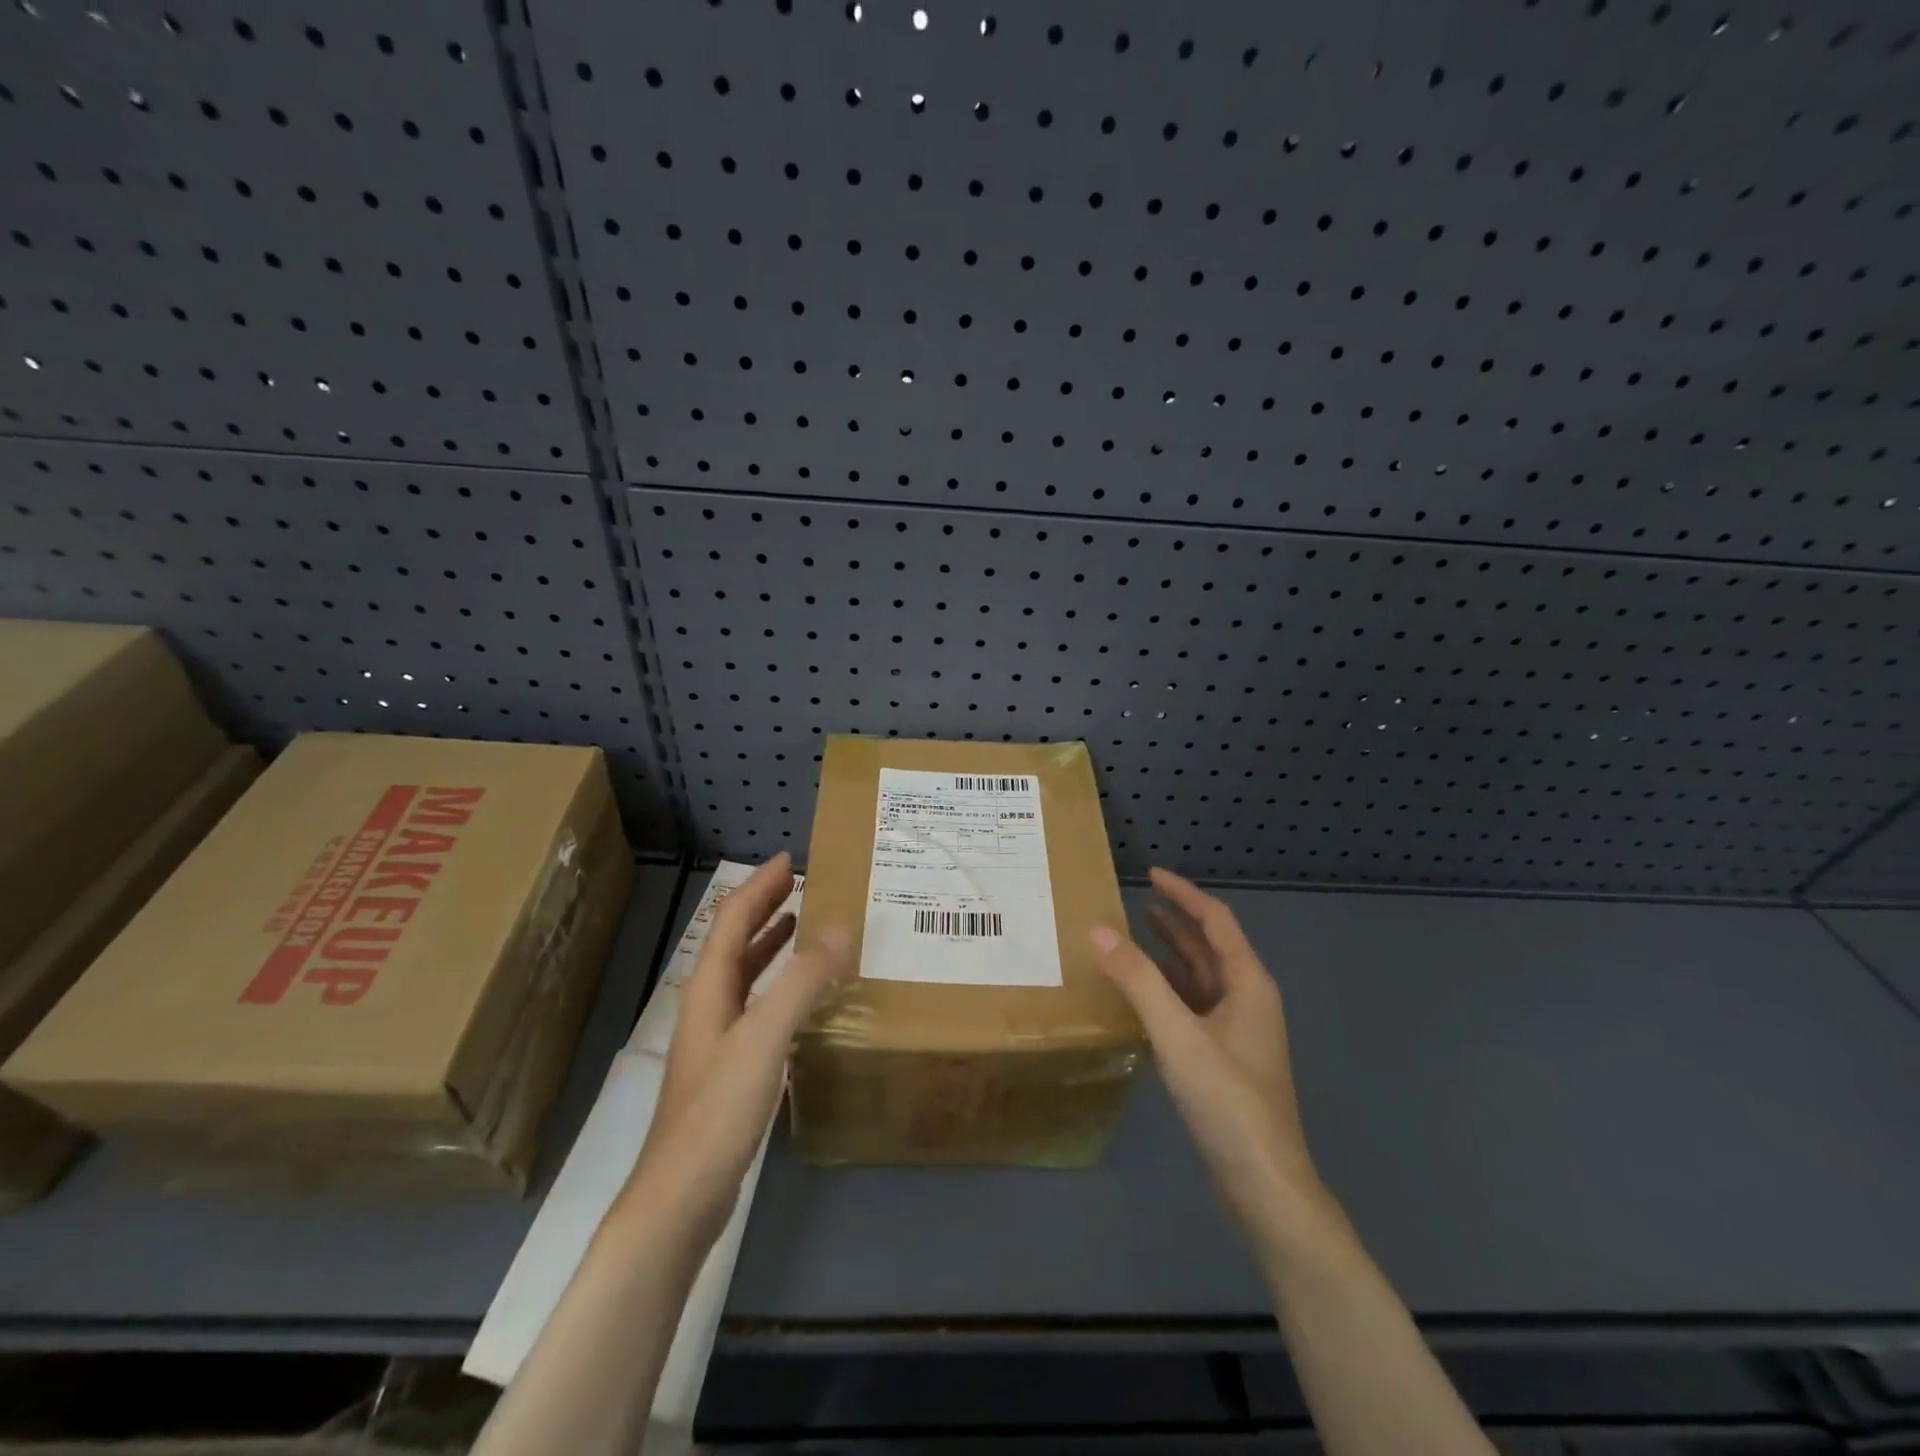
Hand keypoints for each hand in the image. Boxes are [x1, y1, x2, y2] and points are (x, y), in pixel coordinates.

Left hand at [617, 853, 851, 1243]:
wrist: (683, 1193)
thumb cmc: (719, 1109)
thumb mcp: (765, 1036)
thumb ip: (802, 981)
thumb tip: (840, 928)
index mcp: (709, 987)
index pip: (732, 920)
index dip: (758, 886)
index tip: (789, 860)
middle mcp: (709, 1004)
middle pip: (735, 941)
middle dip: (764, 907)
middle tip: (800, 883)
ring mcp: (717, 1037)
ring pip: (745, 973)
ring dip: (770, 943)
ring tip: (802, 923)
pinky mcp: (730, 1066)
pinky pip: (758, 1004)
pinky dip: (779, 983)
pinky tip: (801, 995)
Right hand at [1090, 868, 1329, 1240]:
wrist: (1264, 1184)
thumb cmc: (1227, 1101)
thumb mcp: (1177, 1034)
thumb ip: (1138, 980)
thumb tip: (1098, 930)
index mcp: (1248, 984)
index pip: (1216, 921)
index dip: (1183, 893)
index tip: (1150, 874)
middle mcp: (1248, 1000)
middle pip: (1211, 946)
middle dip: (1176, 920)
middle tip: (1134, 901)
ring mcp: (1238, 1032)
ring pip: (1201, 978)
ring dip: (1171, 954)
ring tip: (1133, 935)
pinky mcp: (1225, 1058)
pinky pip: (1193, 1007)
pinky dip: (1168, 989)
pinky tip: (1141, 995)